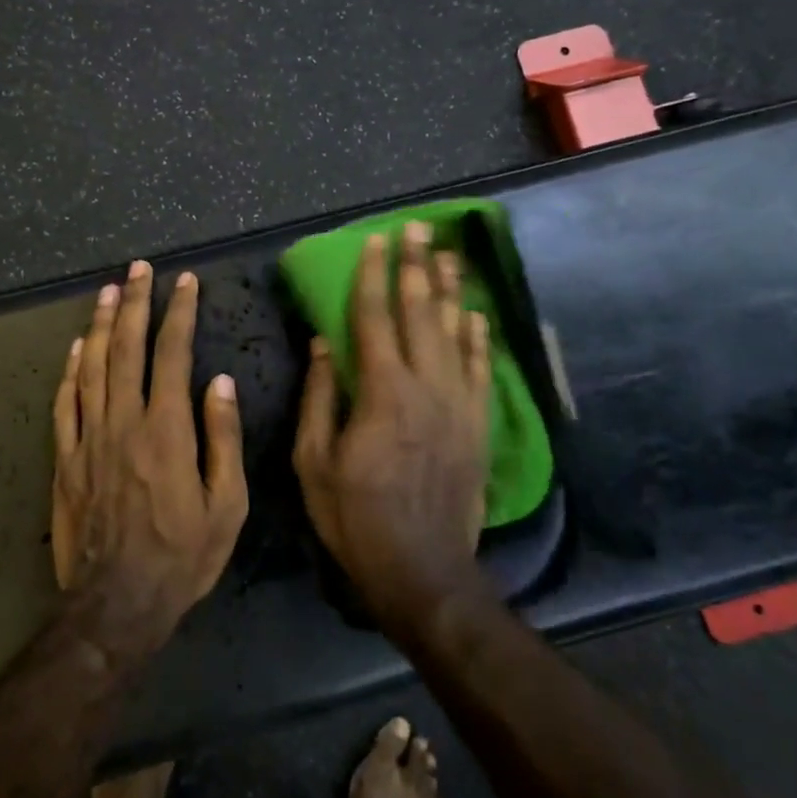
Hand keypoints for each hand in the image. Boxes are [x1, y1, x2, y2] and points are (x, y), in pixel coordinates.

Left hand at [52, 261, 248, 663]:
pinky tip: (77, 347)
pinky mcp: (64, 460)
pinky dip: (70, 370)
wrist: (117, 603)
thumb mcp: (227, 505)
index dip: (178, 314)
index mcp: (167, 430)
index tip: (184, 282)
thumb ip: (223, 439)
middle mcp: (124, 423)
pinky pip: (64, 404)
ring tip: (108, 290)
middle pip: (126, 349)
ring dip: (100, 325)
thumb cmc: (183, 556)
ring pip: (92, 367)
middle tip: (139, 268)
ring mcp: (88, 439)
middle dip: (135, 303)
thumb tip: (219, 383)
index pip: (172, 355)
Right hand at [294, 222, 490, 633]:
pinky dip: (479, 338)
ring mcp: (459, 404)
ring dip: (449, 291)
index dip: (373, 276)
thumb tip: (322, 345)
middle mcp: (426, 387)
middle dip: (416, 266)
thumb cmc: (356, 517)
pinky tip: (476, 314)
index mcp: (381, 392)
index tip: (374, 241)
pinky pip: (482, 370)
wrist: (423, 570)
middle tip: (417, 228)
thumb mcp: (314, 462)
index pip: (375, 318)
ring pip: (456, 333)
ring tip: (448, 254)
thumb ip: (319, 398)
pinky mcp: (479, 425)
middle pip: (421, 313)